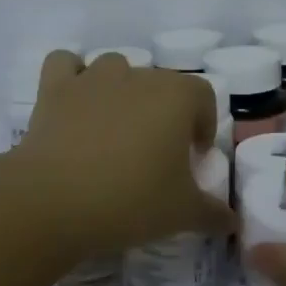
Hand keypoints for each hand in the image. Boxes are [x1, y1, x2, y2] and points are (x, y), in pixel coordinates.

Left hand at [11, 50, 234, 254]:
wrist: (54, 201)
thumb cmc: (130, 201)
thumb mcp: (182, 214)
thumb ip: (213, 214)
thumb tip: (231, 222)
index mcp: (176, 97)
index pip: (203, 96)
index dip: (203, 124)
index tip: (193, 157)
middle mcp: (137, 76)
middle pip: (160, 83)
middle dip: (163, 112)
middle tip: (155, 154)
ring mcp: (93, 78)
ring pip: (116, 67)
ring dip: (121, 89)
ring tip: (116, 128)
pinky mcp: (54, 89)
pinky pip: (64, 63)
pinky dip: (71, 76)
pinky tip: (75, 102)